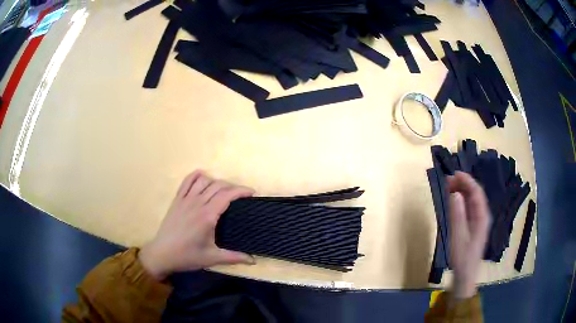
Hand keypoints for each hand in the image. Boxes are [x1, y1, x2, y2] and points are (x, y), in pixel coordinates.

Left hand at [139, 170, 255, 279]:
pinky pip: (187, 181)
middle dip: (232, 187)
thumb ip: (234, 257)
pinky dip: (196, 176)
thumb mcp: (212, 259)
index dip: (241, 191)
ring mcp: (185, 199)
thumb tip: (254, 261)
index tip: (251, 192)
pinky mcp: (177, 200)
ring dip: (216, 181)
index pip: (227, 195)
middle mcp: (197, 203)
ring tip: (224, 190)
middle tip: (240, 196)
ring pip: (203, 181)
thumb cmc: (187, 256)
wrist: (162, 254)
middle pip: (218, 186)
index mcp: (207, 216)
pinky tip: (203, 177)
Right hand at [447, 171, 490, 298]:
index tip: (454, 173)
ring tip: (449, 186)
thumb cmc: (462, 257)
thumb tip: (455, 194)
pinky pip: (469, 207)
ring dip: (462, 191)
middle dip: (463, 184)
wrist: (465, 274)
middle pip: (475, 194)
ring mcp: (478, 220)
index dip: (467, 180)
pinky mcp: (473, 225)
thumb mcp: (458, 237)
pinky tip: (454, 199)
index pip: (476, 192)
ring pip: (472, 200)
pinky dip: (461, 201)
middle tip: (448, 180)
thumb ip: (457, 215)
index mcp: (482, 216)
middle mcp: (482, 215)